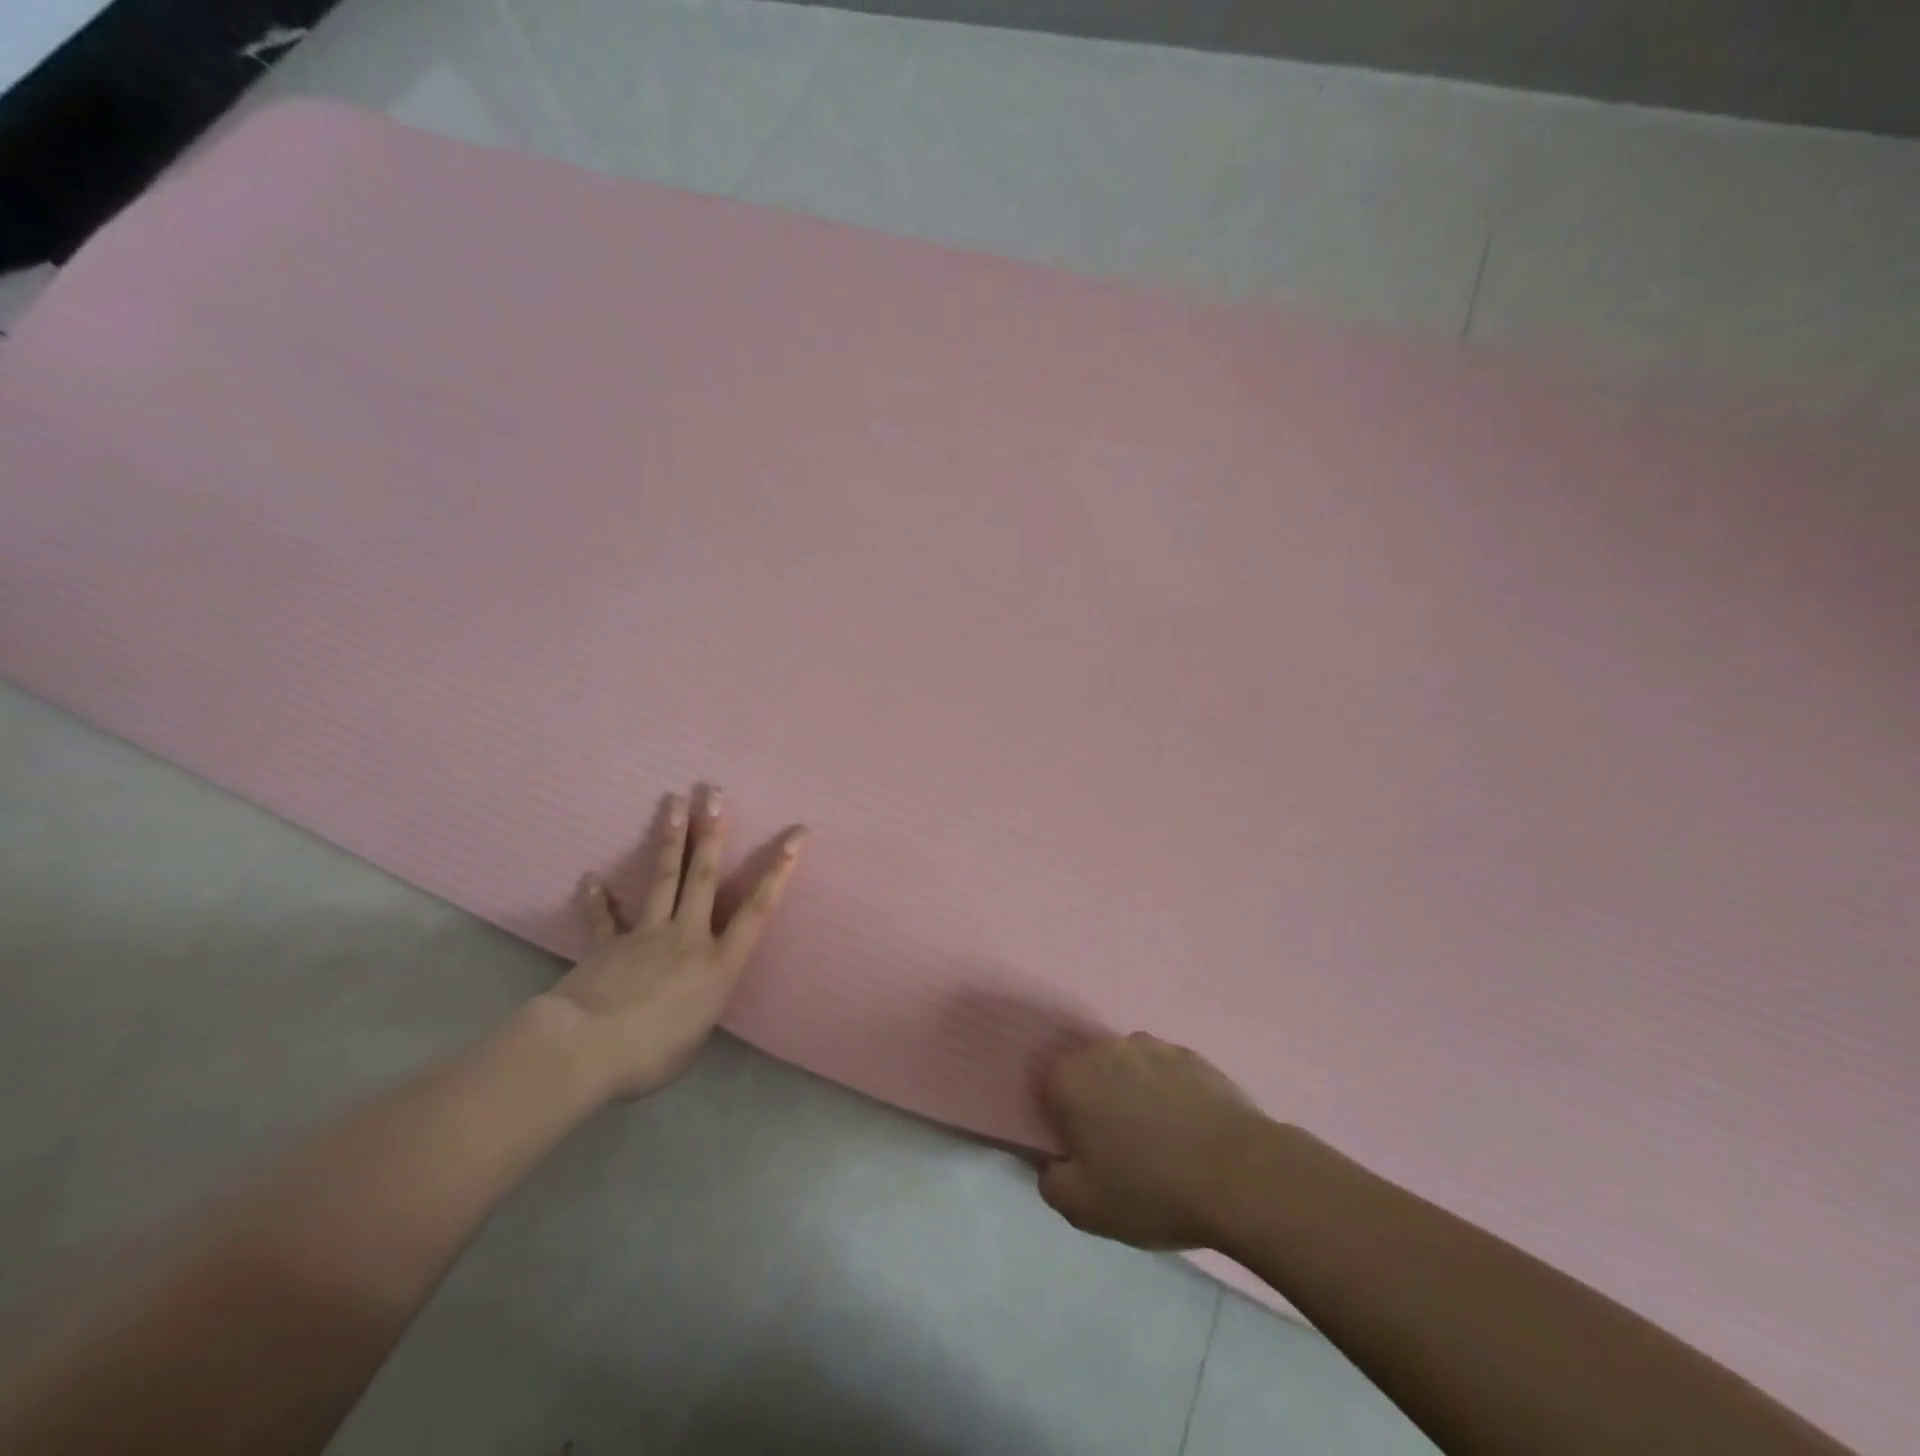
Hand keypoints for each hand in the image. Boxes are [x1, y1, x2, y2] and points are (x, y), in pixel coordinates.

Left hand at [546, 786, 805, 1099]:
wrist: (585, 1051)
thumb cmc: (651, 1055)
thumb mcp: (695, 1038)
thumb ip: (699, 1008)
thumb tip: (688, 1002)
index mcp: (718, 963)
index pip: (758, 909)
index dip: (780, 870)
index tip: (796, 836)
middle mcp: (688, 937)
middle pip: (703, 876)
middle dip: (711, 833)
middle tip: (713, 793)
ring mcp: (646, 935)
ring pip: (663, 879)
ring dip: (670, 838)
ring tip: (672, 801)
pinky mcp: (608, 946)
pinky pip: (604, 919)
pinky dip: (597, 900)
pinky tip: (590, 878)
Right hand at [1038, 1033, 1272, 1250]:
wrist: (1241, 1174)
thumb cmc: (1152, 1190)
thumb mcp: (1085, 1208)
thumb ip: (1051, 1181)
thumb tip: (1051, 1162)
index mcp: (1071, 1078)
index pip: (1048, 1086)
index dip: (1060, 1117)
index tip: (1080, 1149)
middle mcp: (1105, 1048)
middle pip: (1089, 1072)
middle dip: (1096, 1102)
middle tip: (1118, 1148)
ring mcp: (1151, 1046)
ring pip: (1127, 1069)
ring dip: (1132, 1094)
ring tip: (1160, 1140)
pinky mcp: (1190, 1054)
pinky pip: (1165, 1072)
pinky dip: (1168, 1093)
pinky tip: (1188, 1130)